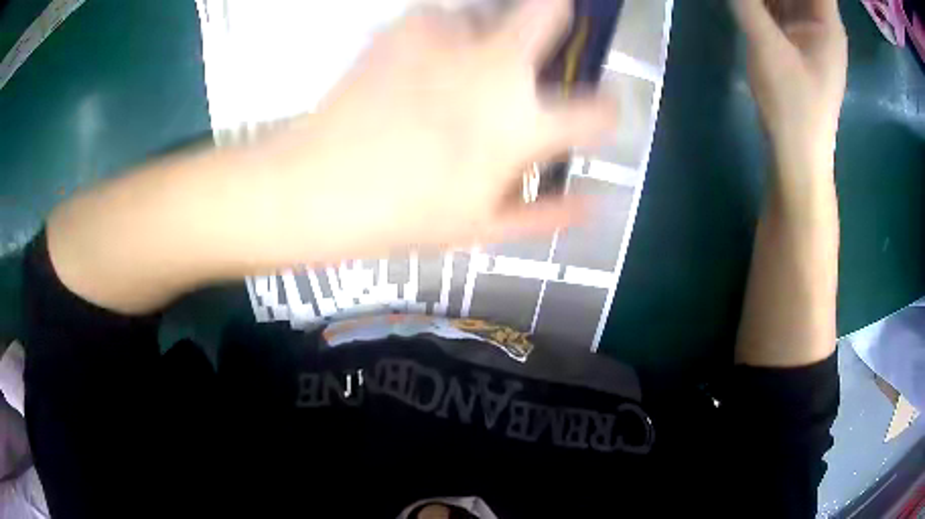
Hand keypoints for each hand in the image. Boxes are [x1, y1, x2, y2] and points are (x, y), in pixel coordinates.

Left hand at [268, 0, 615, 258]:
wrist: (318, 186)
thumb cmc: (404, 215)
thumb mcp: (483, 228)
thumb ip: (547, 214)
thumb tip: (594, 204)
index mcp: (521, 124)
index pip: (599, 111)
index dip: (606, 112)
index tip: (594, 115)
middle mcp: (495, 67)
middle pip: (550, 11)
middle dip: (558, 16)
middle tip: (540, 42)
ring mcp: (448, 38)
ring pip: (489, 13)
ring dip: (488, 36)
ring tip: (457, 70)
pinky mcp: (405, 27)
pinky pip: (441, 18)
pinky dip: (442, 36)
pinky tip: (419, 66)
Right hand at [731, 0, 846, 175]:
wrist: (798, 155)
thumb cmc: (793, 106)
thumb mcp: (768, 47)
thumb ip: (747, 3)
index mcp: (826, 23)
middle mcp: (821, 22)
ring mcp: (808, 32)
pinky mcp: (796, 42)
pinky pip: (778, 7)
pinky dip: (763, 0)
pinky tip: (749, 3)